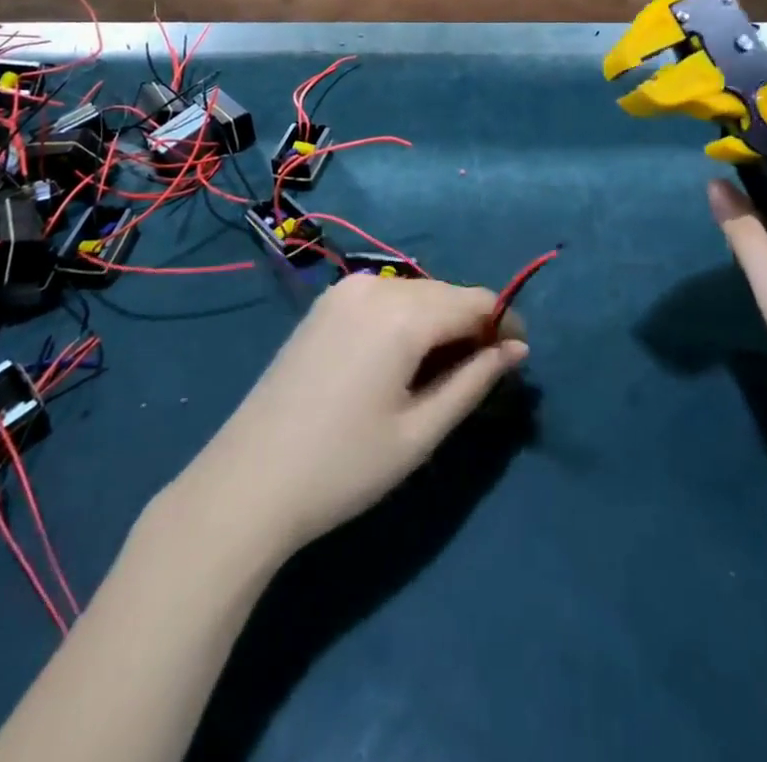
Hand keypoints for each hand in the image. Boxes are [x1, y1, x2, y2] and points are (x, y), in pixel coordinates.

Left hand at [173, 276, 527, 558]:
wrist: (249, 480)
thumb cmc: (344, 466)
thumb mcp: (420, 432)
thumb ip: (474, 381)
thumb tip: (517, 349)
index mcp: (403, 313)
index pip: (476, 300)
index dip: (504, 325)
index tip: (517, 359)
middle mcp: (376, 286)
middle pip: (446, 293)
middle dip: (472, 324)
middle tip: (482, 375)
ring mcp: (345, 290)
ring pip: (416, 293)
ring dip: (439, 321)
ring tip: (442, 373)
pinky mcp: (326, 303)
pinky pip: (385, 297)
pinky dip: (407, 318)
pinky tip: (401, 359)